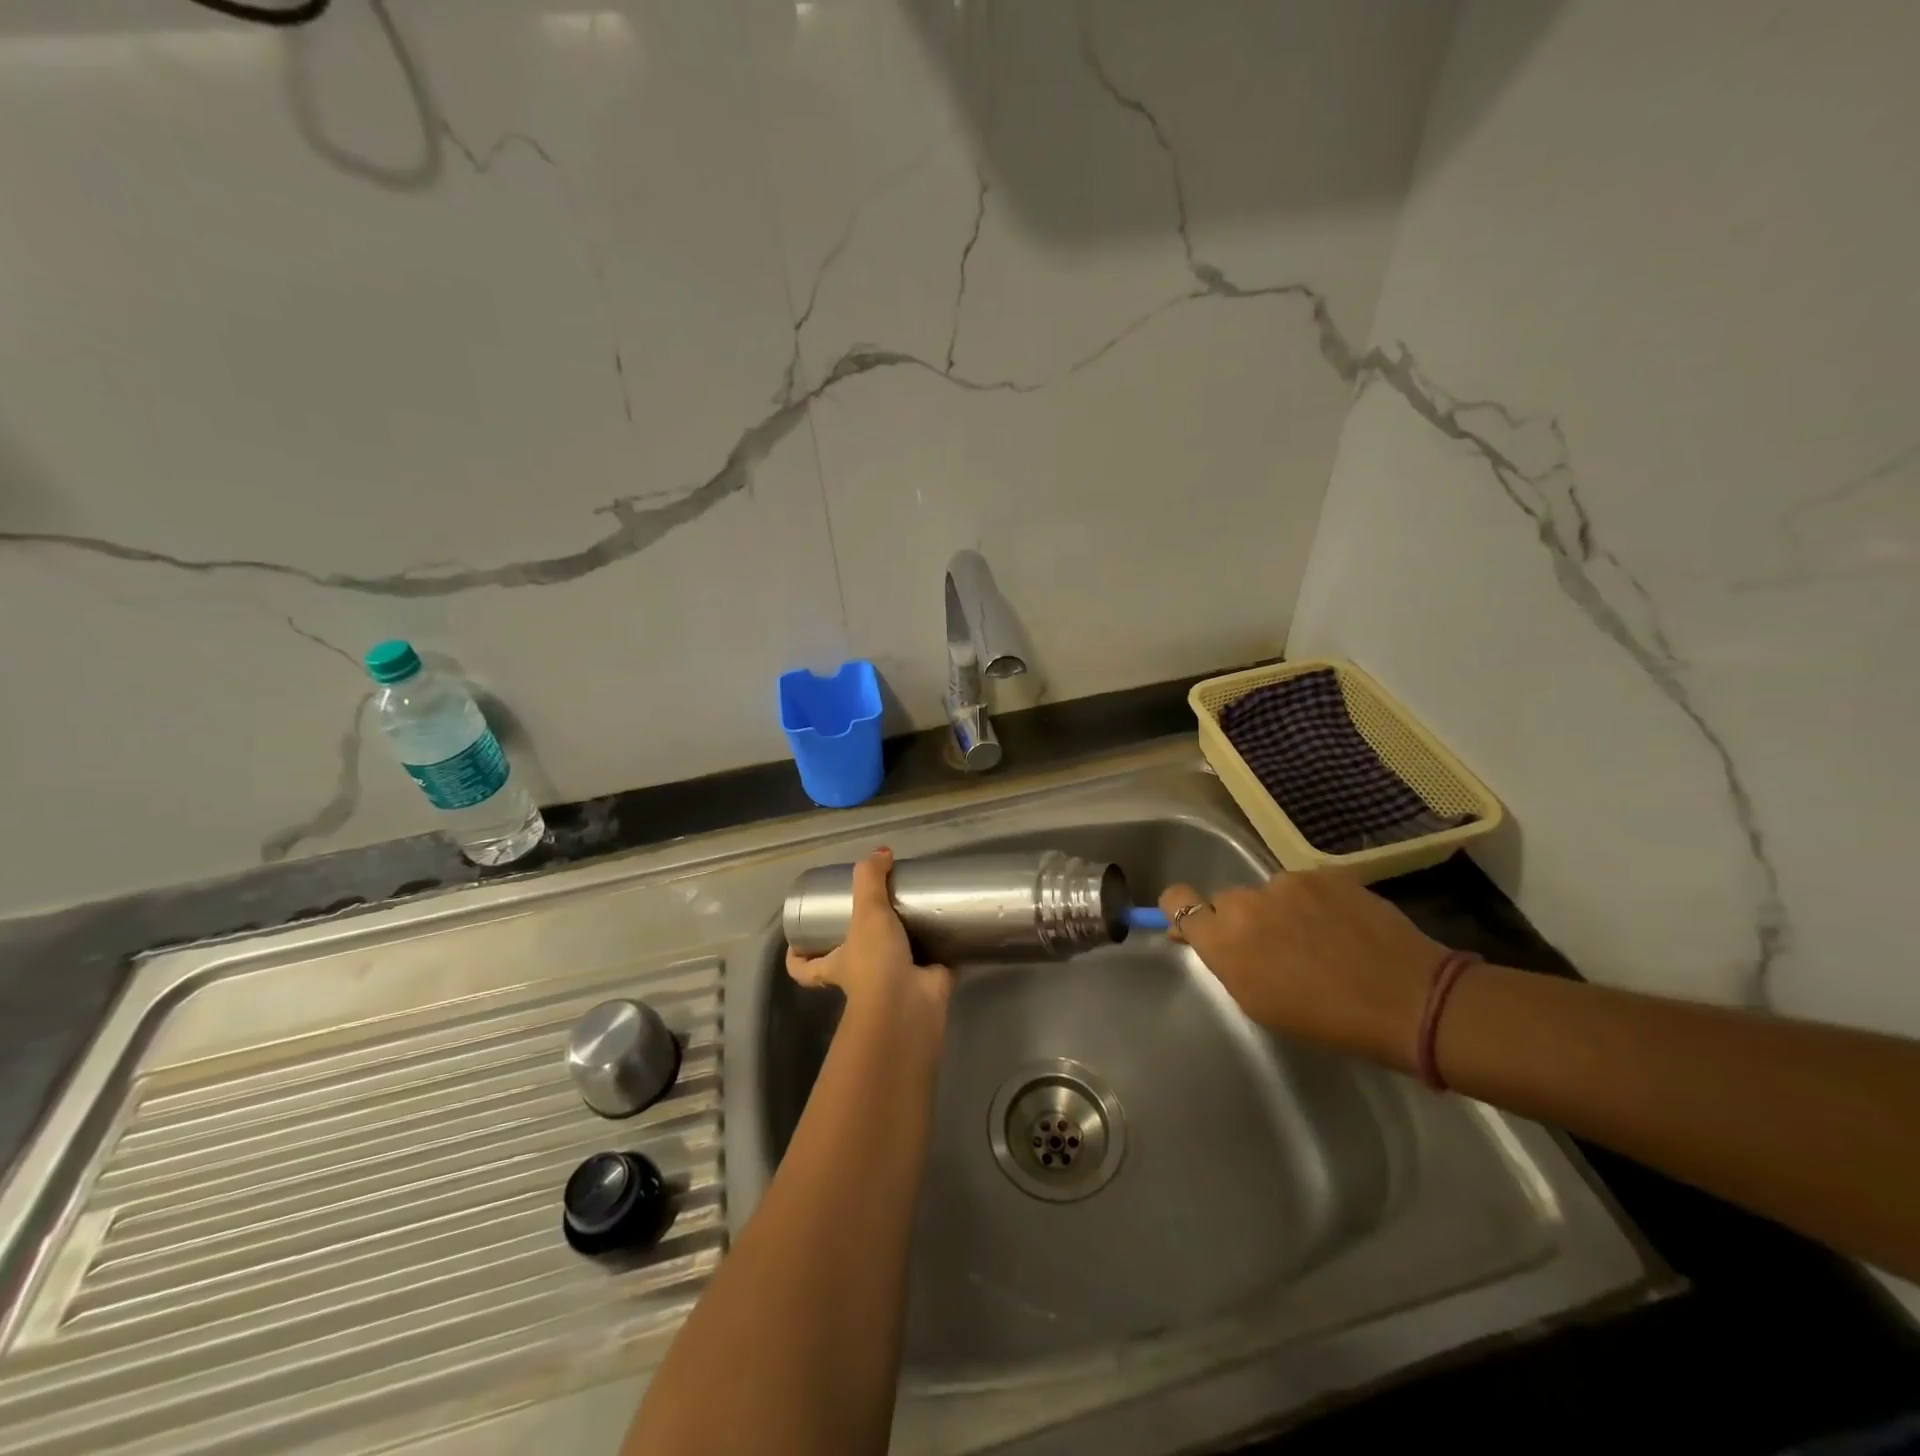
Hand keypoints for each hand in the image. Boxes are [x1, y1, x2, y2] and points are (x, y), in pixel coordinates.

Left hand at [786, 848, 950, 1018]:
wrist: (910, 1003)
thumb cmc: (875, 962)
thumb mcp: (866, 912)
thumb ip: (870, 878)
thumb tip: (881, 852)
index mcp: (835, 966)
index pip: (804, 968)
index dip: (797, 957)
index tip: (796, 941)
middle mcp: (860, 977)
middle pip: (849, 961)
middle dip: (860, 941)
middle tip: (873, 910)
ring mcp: (892, 983)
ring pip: (891, 961)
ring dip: (901, 942)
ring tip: (913, 910)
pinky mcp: (923, 983)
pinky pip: (929, 963)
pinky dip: (937, 949)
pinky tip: (946, 926)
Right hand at [1159, 870, 1445, 1067]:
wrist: (1408, 999)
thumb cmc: (1325, 1020)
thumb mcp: (1259, 1002)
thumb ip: (1223, 961)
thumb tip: (1196, 934)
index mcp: (1224, 940)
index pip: (1176, 900)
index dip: (1181, 910)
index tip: (1198, 927)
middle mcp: (1247, 902)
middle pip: (1227, 900)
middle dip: (1242, 921)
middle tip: (1275, 949)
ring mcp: (1288, 882)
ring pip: (1269, 893)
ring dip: (1281, 911)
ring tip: (1320, 942)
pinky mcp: (1325, 874)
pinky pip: (1305, 887)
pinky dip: (1315, 904)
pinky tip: (1342, 929)